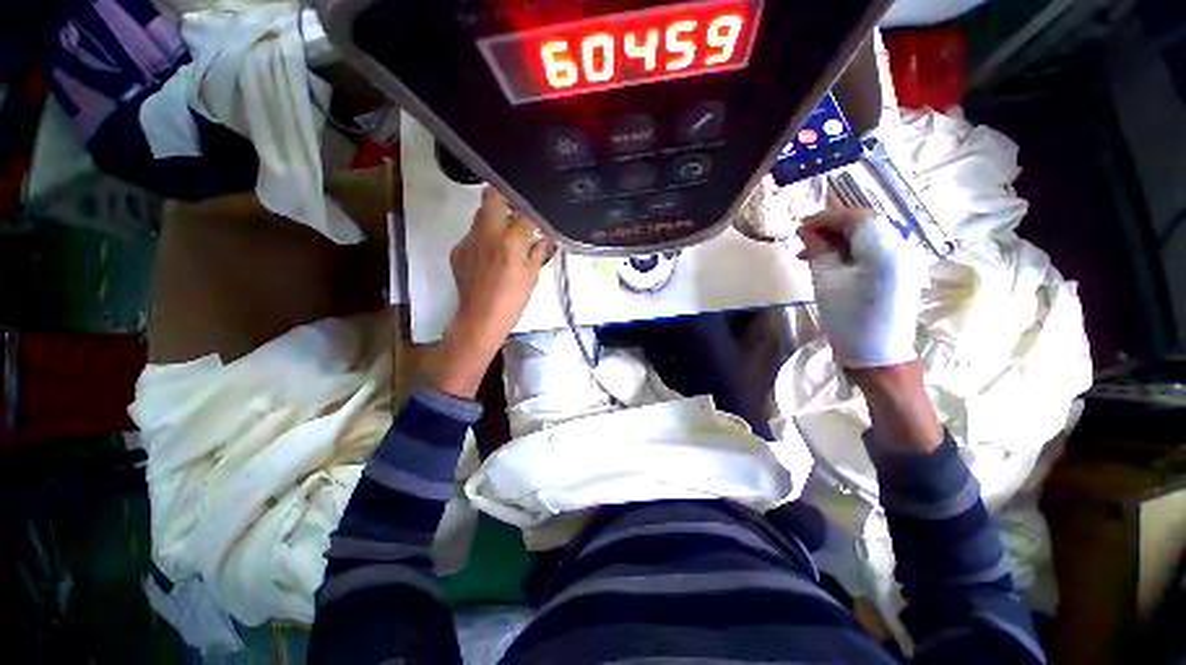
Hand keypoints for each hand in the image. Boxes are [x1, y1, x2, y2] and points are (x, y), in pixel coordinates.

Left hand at [423, 188, 552, 397]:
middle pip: (491, 197)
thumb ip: (538, 252)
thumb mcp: (532, 276)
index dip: (531, 210)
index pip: (522, 212)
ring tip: (503, 234)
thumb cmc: (512, 299)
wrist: (480, 317)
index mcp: (510, 241)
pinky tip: (489, 255)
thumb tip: (543, 238)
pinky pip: (472, 235)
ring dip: (493, 218)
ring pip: (479, 215)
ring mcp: (469, 240)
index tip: (535, 214)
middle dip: (504, 197)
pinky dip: (483, 238)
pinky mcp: (458, 250)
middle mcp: (487, 233)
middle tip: (514, 210)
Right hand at [797, 206, 926, 369]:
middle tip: (804, 237)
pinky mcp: (900, 271)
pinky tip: (830, 261)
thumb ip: (818, 250)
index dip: (826, 217)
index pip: (856, 217)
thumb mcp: (826, 282)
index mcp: (885, 249)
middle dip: (832, 226)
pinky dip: (850, 250)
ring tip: (811, 252)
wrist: (878, 356)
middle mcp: (901, 247)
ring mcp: (904, 259)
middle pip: (865, 223)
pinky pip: (873, 250)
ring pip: (868, 236)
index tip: (800, 225)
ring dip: (839, 239)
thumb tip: (806, 230)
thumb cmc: (849, 319)